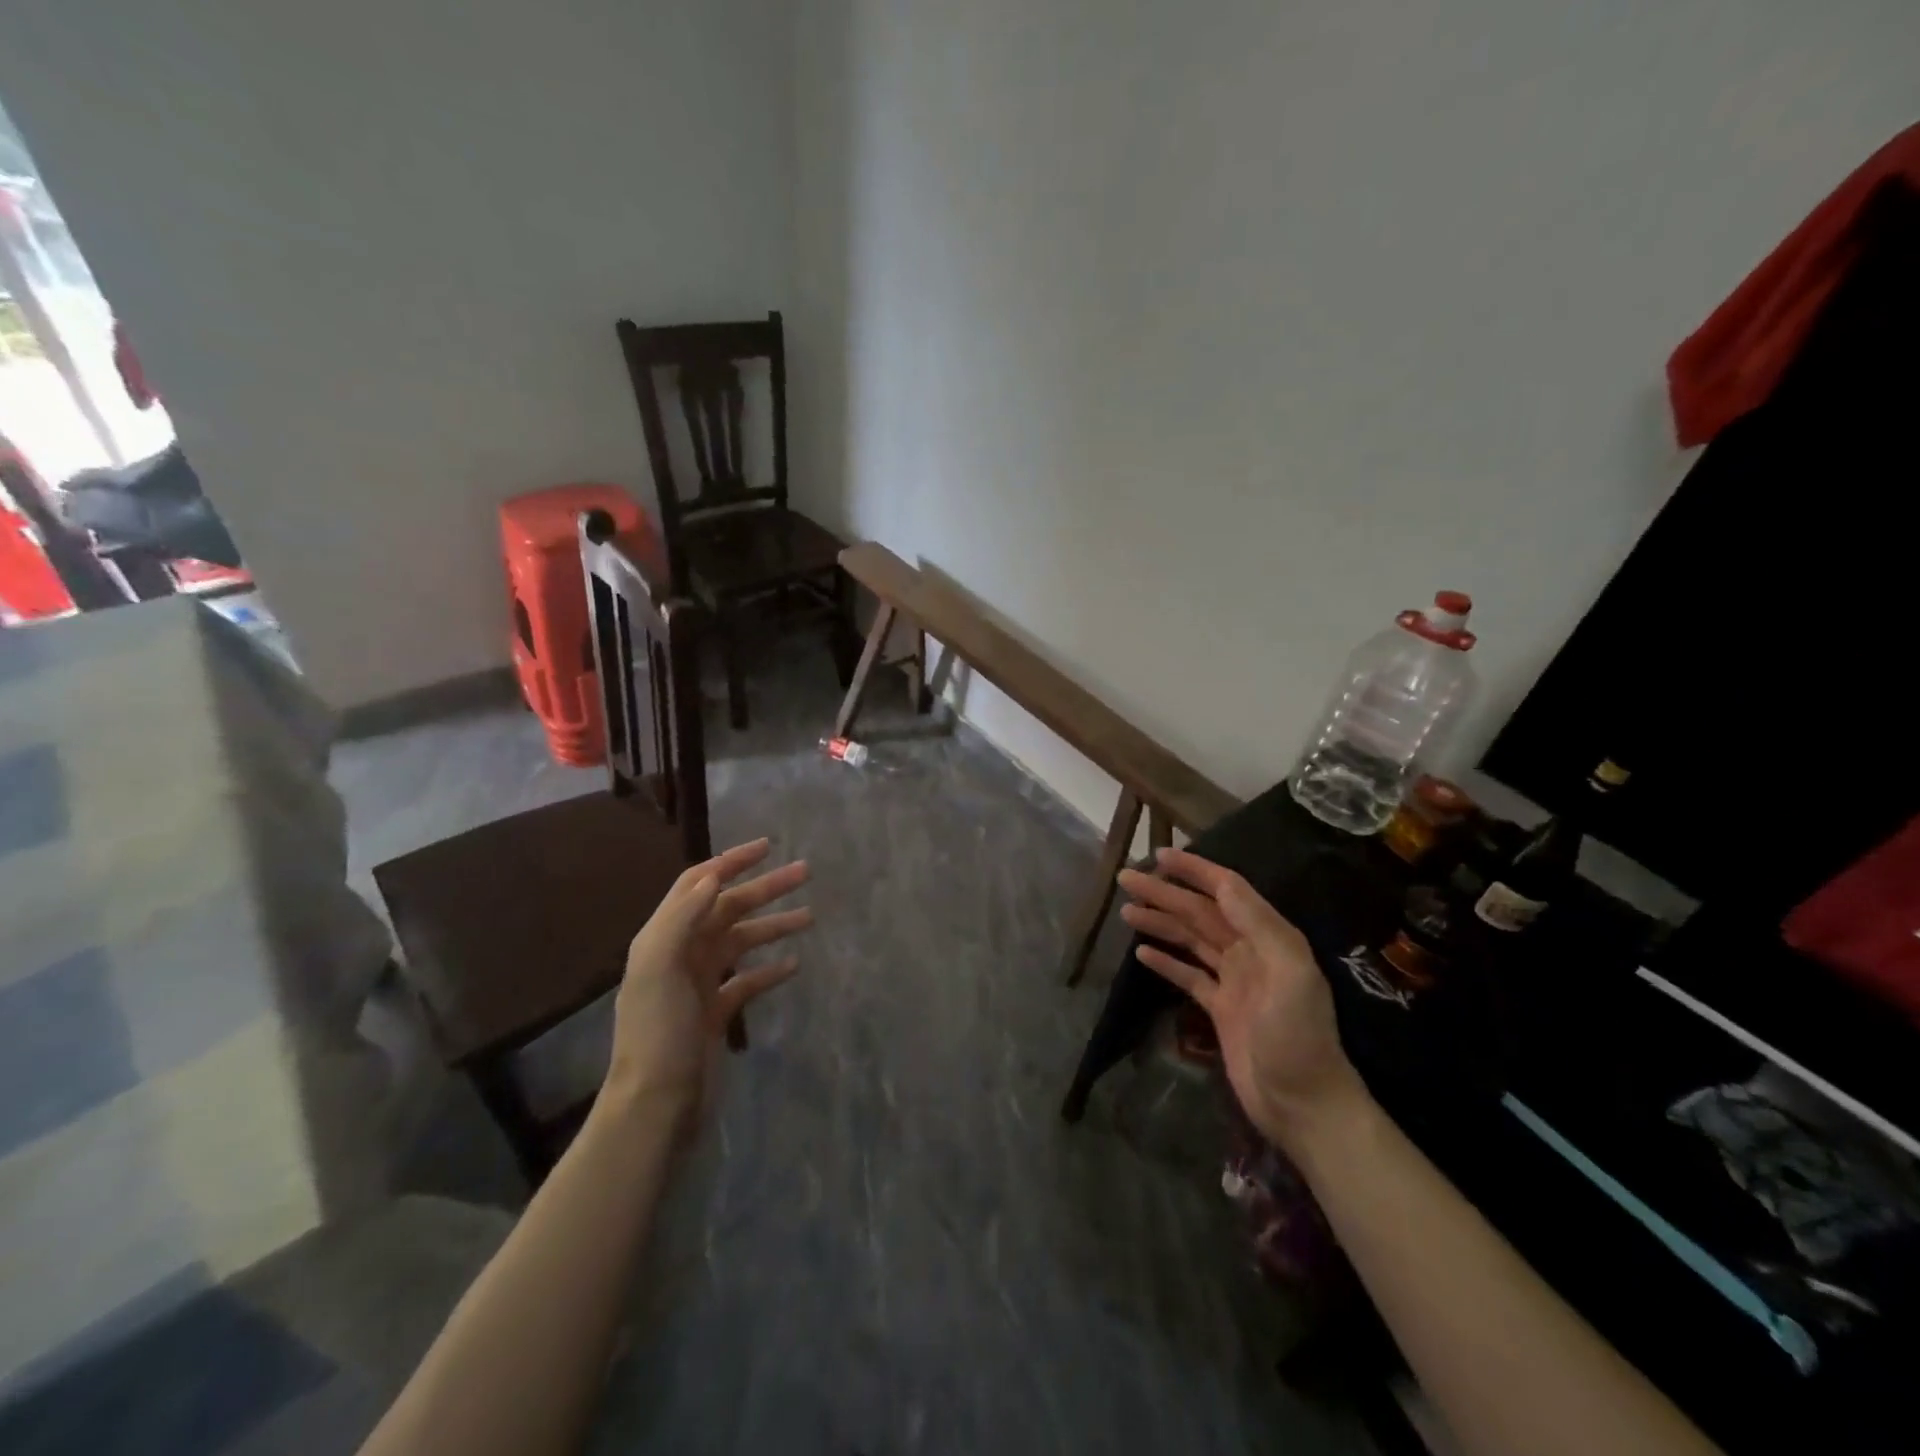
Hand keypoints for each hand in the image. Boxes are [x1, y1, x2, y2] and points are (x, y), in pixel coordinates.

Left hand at [606, 839, 810, 1115]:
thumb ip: (682, 917)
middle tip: (805, 872)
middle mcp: (681, 953)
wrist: (656, 1105)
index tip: (768, 846)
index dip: (731, 861)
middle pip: (728, 908)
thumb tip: (712, 876)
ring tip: (810, 916)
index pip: (699, 883)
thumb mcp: (659, 968)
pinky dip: (770, 969)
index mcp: (664, 937)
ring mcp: (700, 984)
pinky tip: (794, 964)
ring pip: (743, 941)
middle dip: (765, 888)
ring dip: (773, 924)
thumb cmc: (658, 1032)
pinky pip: (748, 980)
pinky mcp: (716, 1013)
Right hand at [1118, 848, 1366, 1149]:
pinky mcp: (1220, 1009)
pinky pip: (1189, 975)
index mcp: (1270, 938)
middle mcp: (1251, 952)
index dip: (1194, 871)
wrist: (1304, 1106)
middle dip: (1165, 894)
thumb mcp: (1290, 975)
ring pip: (1191, 940)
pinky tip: (1142, 953)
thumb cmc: (1298, 1038)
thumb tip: (1224, 883)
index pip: (1227, 891)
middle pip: (1201, 913)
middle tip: (1127, 879)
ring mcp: (1234, 981)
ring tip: (1126, 911)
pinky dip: (1166, 961)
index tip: (1160, 855)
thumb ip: (1259, 925)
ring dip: (1161, 923)